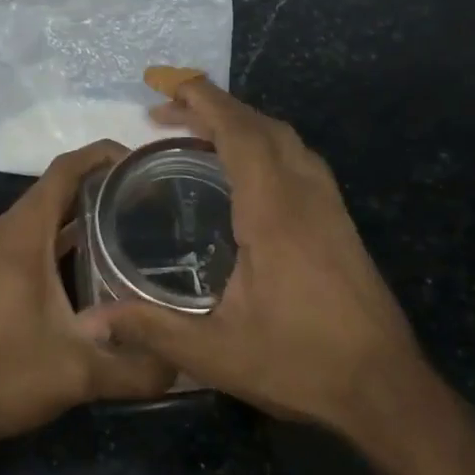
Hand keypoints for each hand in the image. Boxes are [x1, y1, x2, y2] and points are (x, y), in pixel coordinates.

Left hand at [0, 141, 175, 450]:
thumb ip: (138, 367)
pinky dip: (65, 234)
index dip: (104, 155)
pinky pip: (34, 235)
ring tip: (135, 219)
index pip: (66, 170)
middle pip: (57, 187)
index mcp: (22, 235)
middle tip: (154, 194)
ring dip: (84, 209)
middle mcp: (5, 232)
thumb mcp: (80, 373)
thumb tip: (186, 364)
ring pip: (45, 212)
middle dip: (103, 183)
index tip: (146, 162)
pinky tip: (98, 258)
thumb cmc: (6, 376)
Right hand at [92, 76, 474, 454]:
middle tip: (168, 114)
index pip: (240, 134)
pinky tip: (249, 171)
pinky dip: (268, 145)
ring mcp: (330, 206)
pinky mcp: (341, 222)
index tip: (170, 86)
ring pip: (287, 140)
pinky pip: (301, 160)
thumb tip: (89, 321)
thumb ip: (150, 329)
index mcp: (274, 212)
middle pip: (263, 126)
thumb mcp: (215, 353)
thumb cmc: (300, 364)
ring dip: (245, 123)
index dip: (205, 102)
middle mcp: (305, 195)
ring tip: (201, 134)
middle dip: (216, 108)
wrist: (385, 388)